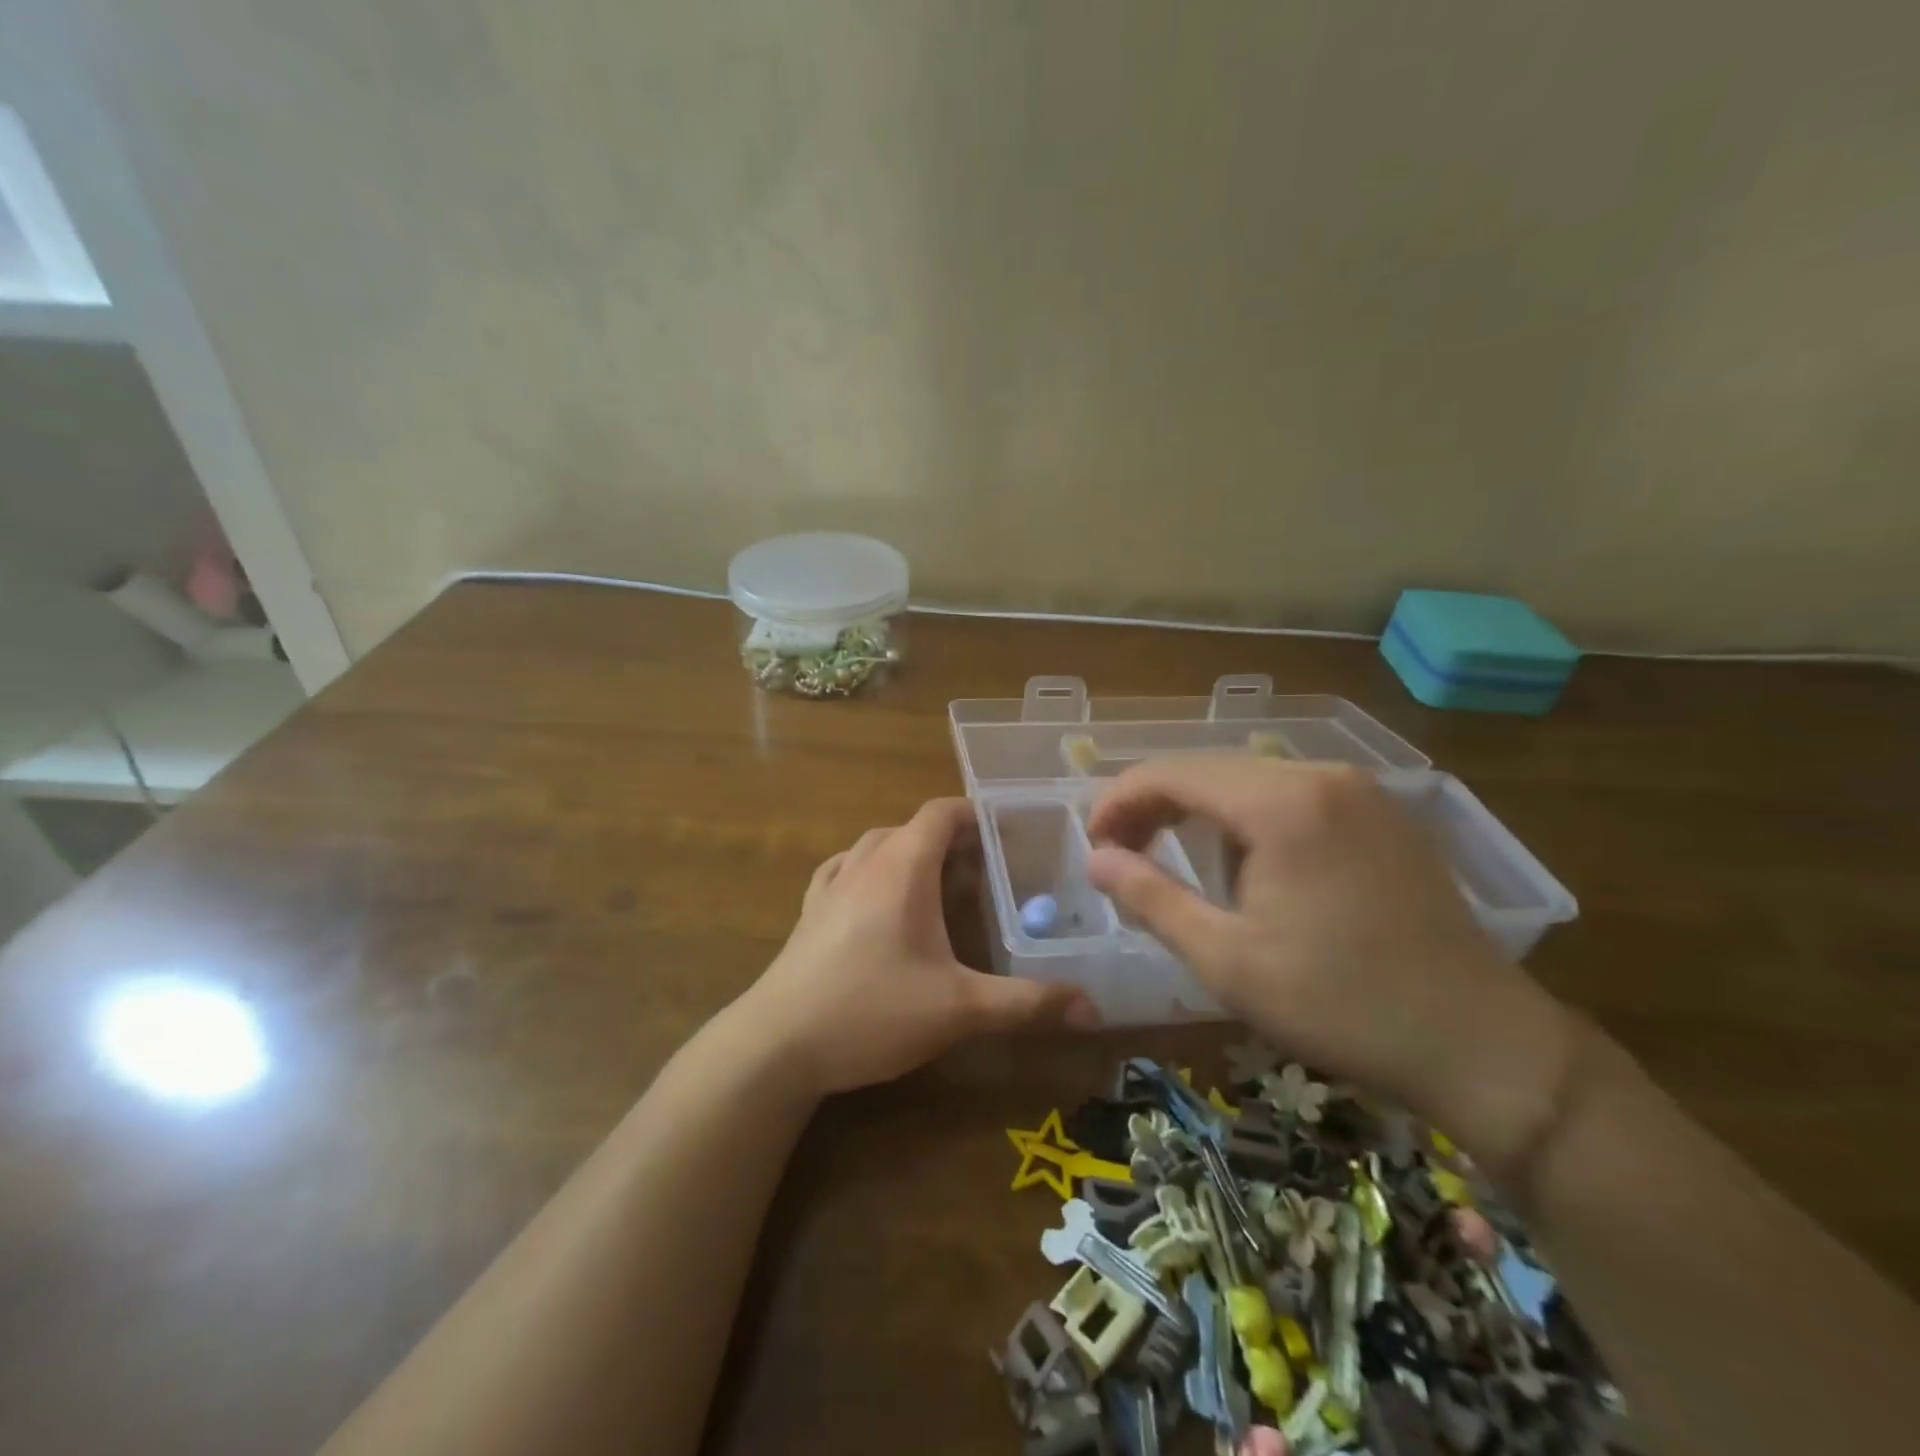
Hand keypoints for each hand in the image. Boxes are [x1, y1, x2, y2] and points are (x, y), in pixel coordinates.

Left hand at [737, 798, 1097, 1095]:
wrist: (776, 1045)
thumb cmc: (872, 1011)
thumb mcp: (958, 1009)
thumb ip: (1026, 1003)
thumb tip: (1092, 1007)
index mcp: (902, 868)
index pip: (940, 813)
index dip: (974, 813)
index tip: (1007, 831)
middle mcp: (863, 864)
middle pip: (910, 827)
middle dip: (949, 838)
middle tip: (986, 867)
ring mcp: (829, 886)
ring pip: (874, 845)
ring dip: (907, 851)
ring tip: (937, 881)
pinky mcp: (808, 913)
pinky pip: (842, 870)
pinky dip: (868, 870)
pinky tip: (875, 898)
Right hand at [1084, 758, 1574, 1175]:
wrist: (1480, 1043)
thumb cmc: (1340, 1005)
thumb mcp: (1227, 960)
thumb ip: (1151, 898)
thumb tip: (1096, 859)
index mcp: (1282, 804)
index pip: (1174, 773)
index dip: (1120, 800)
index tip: (1092, 842)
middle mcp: (1321, 777)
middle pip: (1210, 769)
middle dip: (1154, 803)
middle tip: (1119, 851)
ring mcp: (1360, 791)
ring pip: (1250, 779)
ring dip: (1198, 809)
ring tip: (1168, 854)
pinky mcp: (1381, 814)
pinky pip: (1291, 794)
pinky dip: (1245, 816)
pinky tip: (1239, 859)